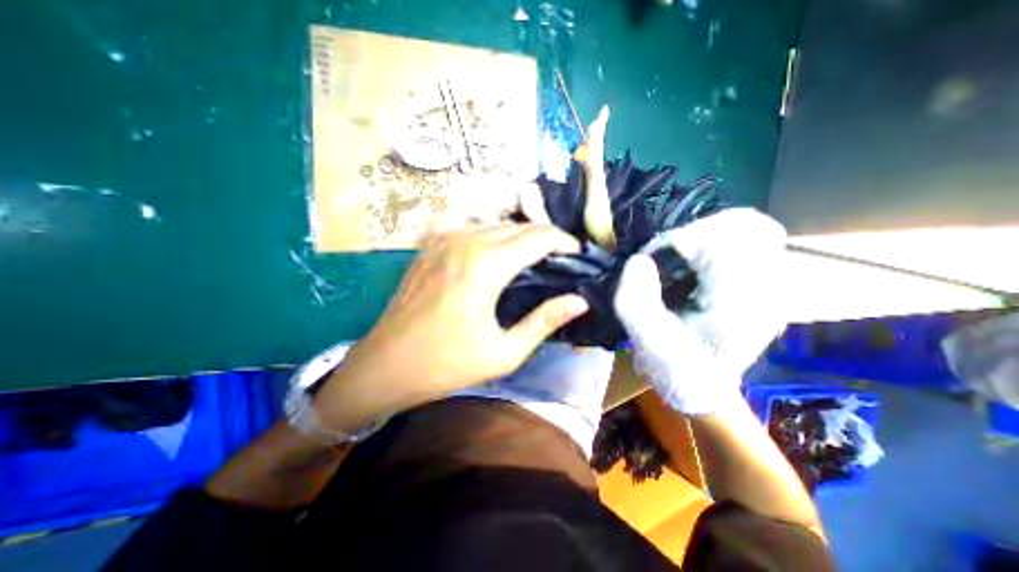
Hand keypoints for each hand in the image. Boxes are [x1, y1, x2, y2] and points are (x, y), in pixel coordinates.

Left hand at [316, 225, 588, 425]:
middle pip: (518, 226)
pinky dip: (493, 234)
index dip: (563, 242)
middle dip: (545, 237)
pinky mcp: (431, 244)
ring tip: (534, 256)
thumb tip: (579, 300)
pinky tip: (498, 253)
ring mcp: (444, 239)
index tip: (577, 253)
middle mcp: (465, 241)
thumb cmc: (446, 365)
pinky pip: (472, 227)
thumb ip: (544, 321)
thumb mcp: (503, 352)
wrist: (386, 364)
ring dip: (520, 235)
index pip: (537, 238)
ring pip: (496, 223)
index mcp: (485, 266)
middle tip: (559, 258)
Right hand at [612, 210, 786, 414]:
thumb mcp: (647, 339)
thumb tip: (638, 260)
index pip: (719, 239)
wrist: (704, 391)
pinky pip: (745, 243)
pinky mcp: (763, 284)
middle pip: (742, 225)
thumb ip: (635, 300)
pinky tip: (693, 269)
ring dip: (704, 238)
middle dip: (695, 234)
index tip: (653, 263)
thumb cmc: (676, 369)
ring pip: (746, 230)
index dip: (675, 242)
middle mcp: (768, 287)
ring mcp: (772, 284)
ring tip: (679, 264)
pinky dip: (714, 245)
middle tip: (668, 259)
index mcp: (741, 301)